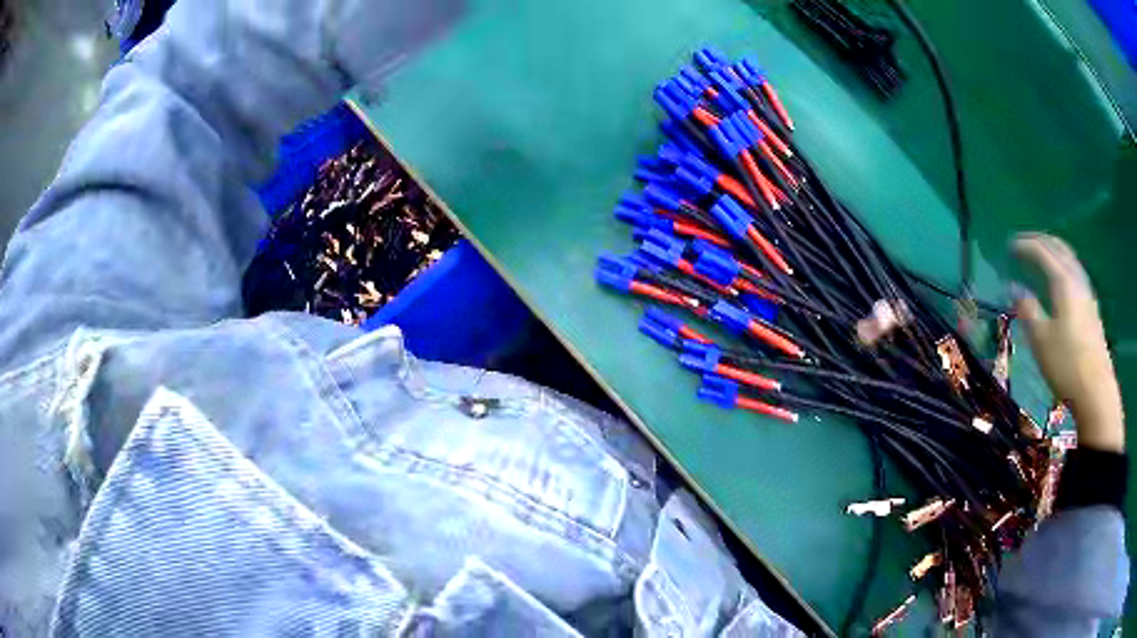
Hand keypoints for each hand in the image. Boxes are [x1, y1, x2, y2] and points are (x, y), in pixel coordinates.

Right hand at [1013, 233, 1124, 452]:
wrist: (1095, 391)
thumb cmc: (1066, 364)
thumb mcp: (1041, 341)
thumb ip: (1027, 310)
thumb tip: (1014, 289)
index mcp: (1063, 281)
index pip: (1042, 251)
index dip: (1025, 245)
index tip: (1009, 247)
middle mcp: (1077, 279)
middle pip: (1059, 248)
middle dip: (1040, 241)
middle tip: (1024, 245)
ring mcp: (1087, 294)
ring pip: (1069, 260)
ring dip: (1053, 253)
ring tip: (1041, 259)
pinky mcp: (1091, 309)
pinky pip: (1075, 274)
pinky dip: (1063, 267)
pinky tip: (1060, 282)